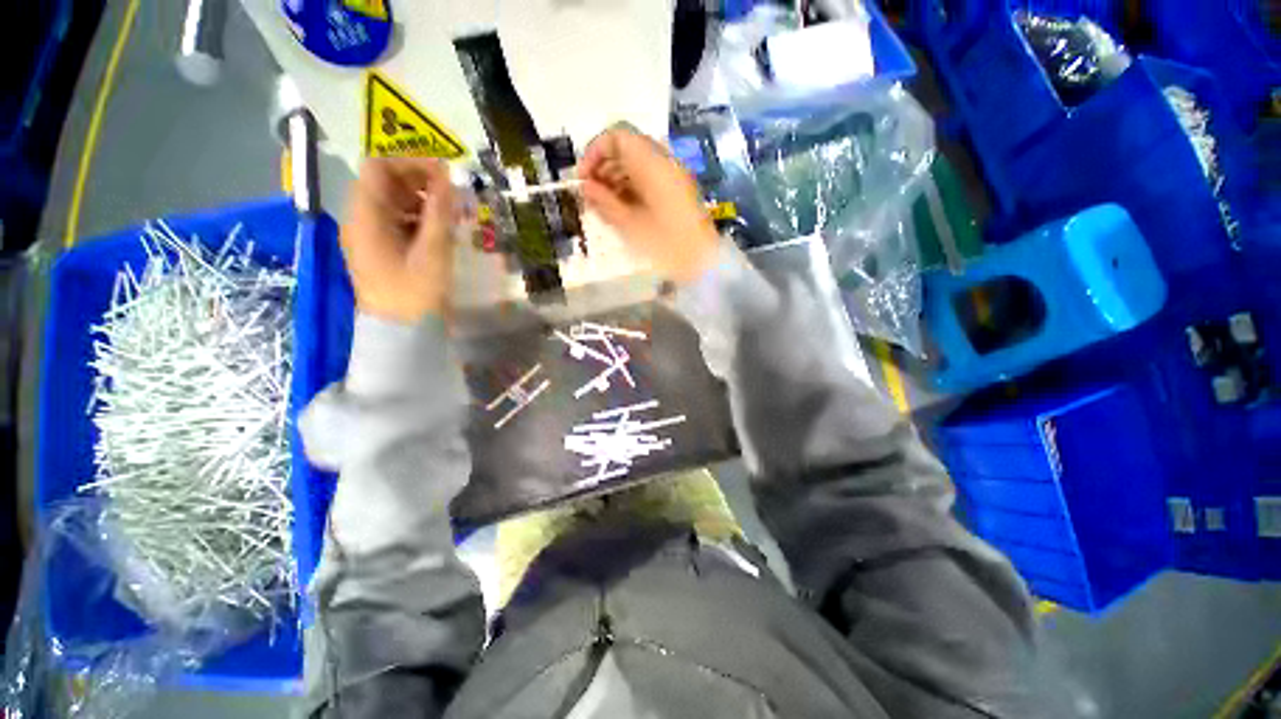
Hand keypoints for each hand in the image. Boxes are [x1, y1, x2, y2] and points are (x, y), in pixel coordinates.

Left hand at [342, 158, 458, 322]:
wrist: (402, 331)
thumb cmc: (416, 292)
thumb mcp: (433, 251)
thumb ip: (440, 212)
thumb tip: (449, 179)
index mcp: (366, 215)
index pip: (379, 167)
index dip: (411, 163)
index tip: (445, 173)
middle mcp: (362, 219)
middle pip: (385, 183)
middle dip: (419, 181)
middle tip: (453, 193)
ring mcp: (370, 235)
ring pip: (393, 202)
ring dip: (422, 200)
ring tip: (452, 212)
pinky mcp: (382, 249)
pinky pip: (398, 221)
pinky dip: (420, 218)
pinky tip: (441, 229)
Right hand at [577, 127, 719, 284]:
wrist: (703, 263)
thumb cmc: (664, 245)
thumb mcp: (629, 225)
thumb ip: (604, 202)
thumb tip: (585, 187)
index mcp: (653, 163)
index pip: (617, 135)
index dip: (594, 152)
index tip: (583, 179)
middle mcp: (665, 161)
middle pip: (628, 148)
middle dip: (604, 167)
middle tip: (591, 195)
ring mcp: (674, 176)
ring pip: (638, 164)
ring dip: (617, 179)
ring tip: (604, 206)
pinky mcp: (678, 192)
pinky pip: (650, 179)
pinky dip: (632, 189)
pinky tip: (622, 210)